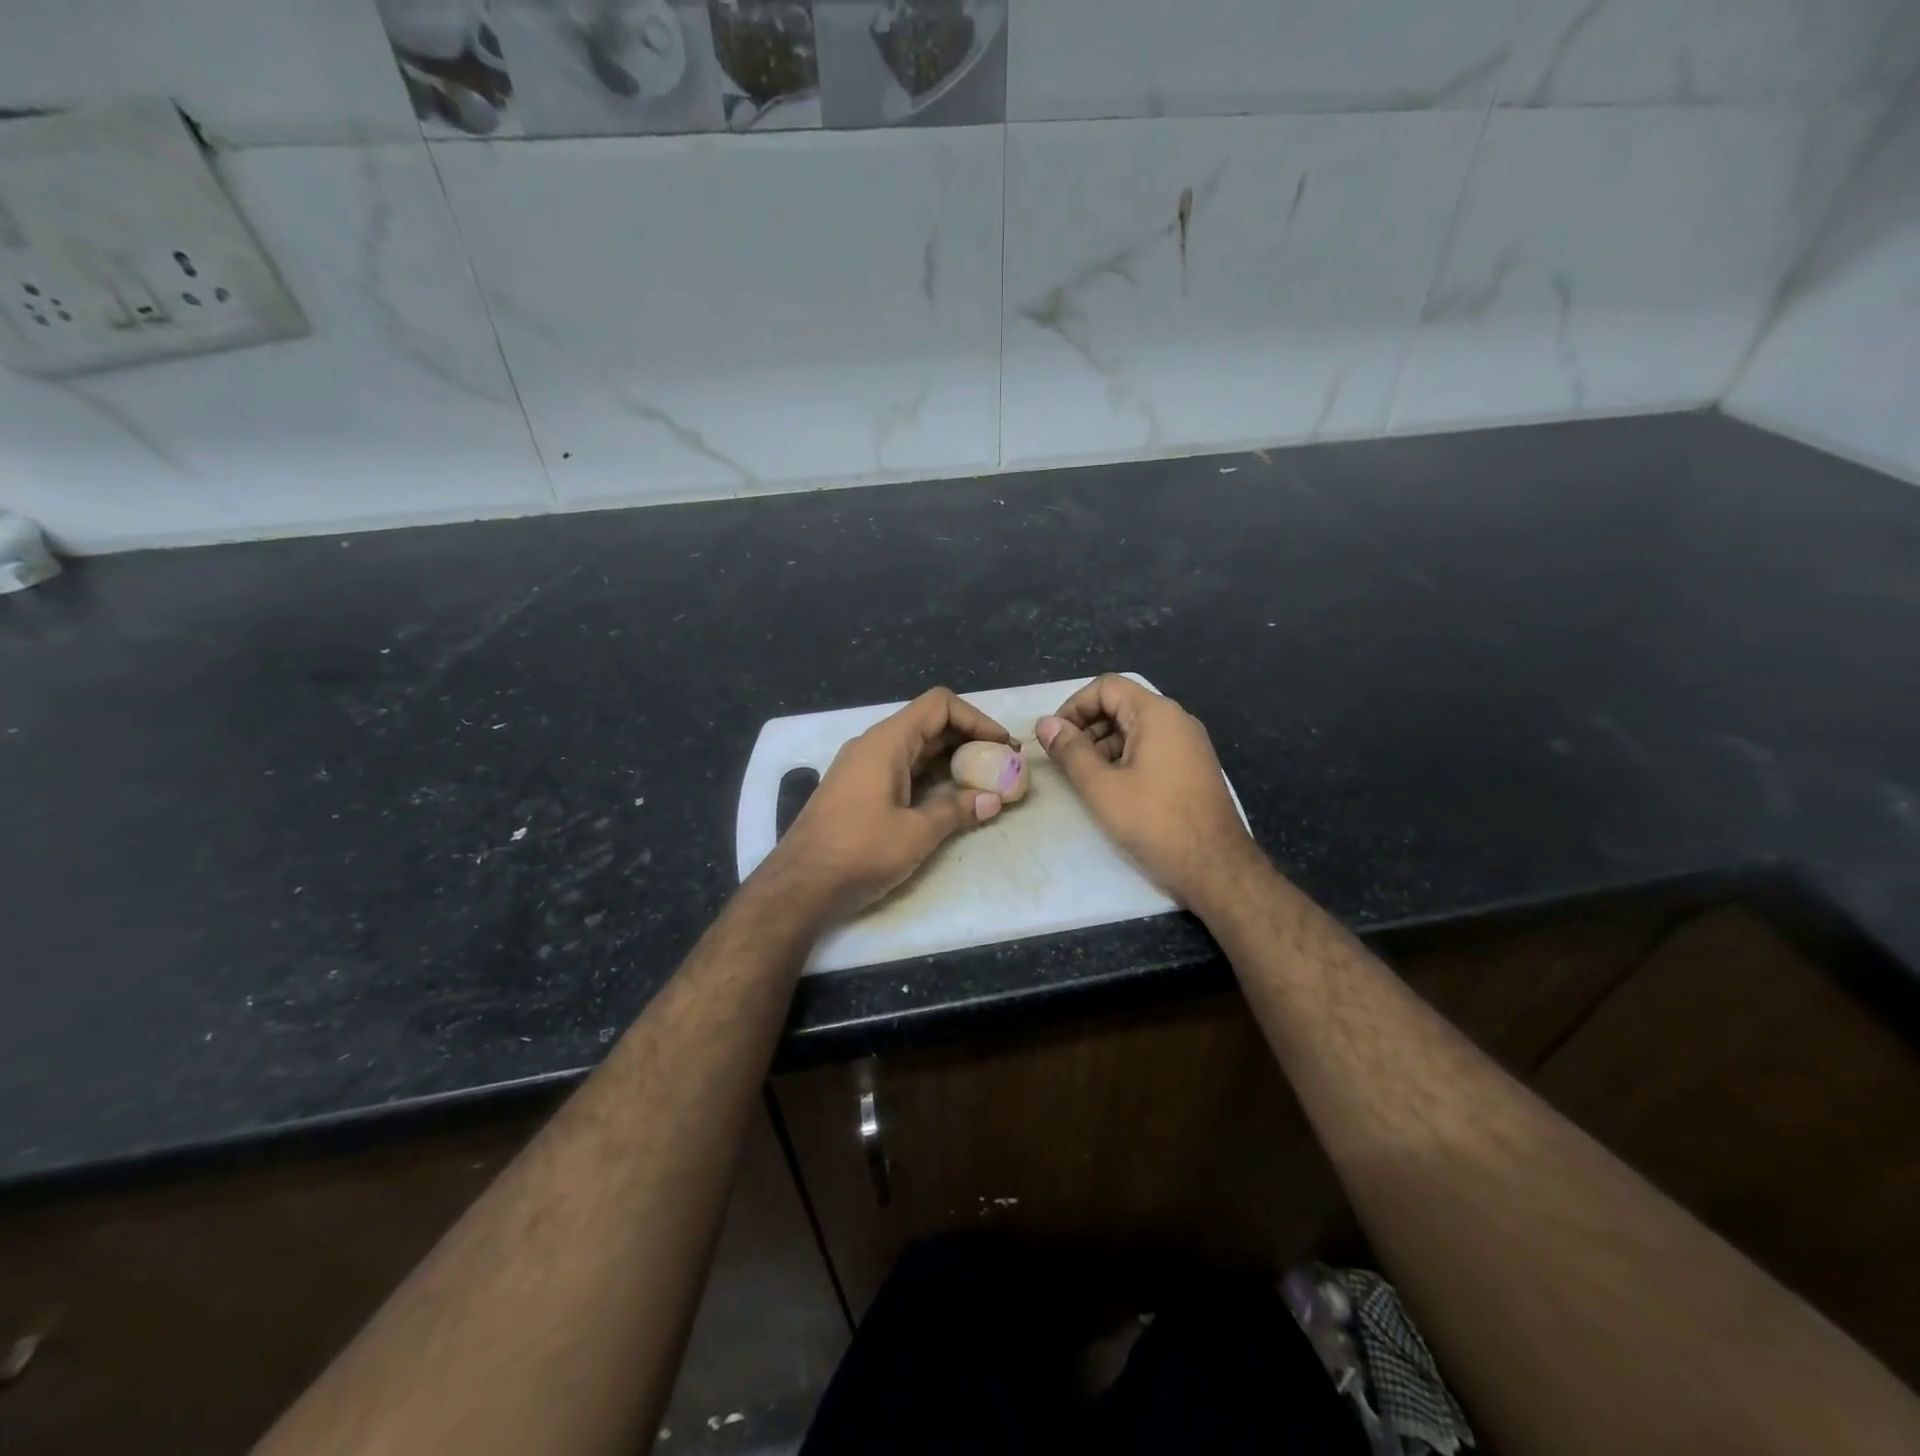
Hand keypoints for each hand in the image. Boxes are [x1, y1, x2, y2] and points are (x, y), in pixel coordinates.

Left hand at [757, 687, 1011, 923]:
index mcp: (886, 742)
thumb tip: (993, 799)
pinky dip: (930, 775)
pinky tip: (949, 797)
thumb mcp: (916, 833)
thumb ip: (957, 810)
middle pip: (928, 724)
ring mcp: (861, 767)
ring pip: (915, 748)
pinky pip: (901, 768)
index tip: (1002, 746)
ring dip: (951, 758)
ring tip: (983, 781)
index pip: (939, 705)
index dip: (976, 718)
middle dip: (968, 739)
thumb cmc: (859, 852)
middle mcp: (872, 745)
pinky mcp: (857, 790)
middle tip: (1001, 765)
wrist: (799, 886)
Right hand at [1037, 675, 1258, 906]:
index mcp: (1157, 714)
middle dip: (1087, 726)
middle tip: (1064, 760)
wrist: (1215, 867)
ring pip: (1135, 728)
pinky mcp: (1192, 766)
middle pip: (1121, 704)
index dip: (1074, 706)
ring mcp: (1188, 743)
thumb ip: (1071, 751)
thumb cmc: (1155, 822)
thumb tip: (1045, 723)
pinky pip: (1151, 747)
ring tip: (1084, 778)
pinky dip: (1125, 758)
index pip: (1106, 687)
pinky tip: (1112, 788)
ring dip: (1103, 744)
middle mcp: (1176, 720)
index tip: (1054, 737)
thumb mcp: (1102, 787)